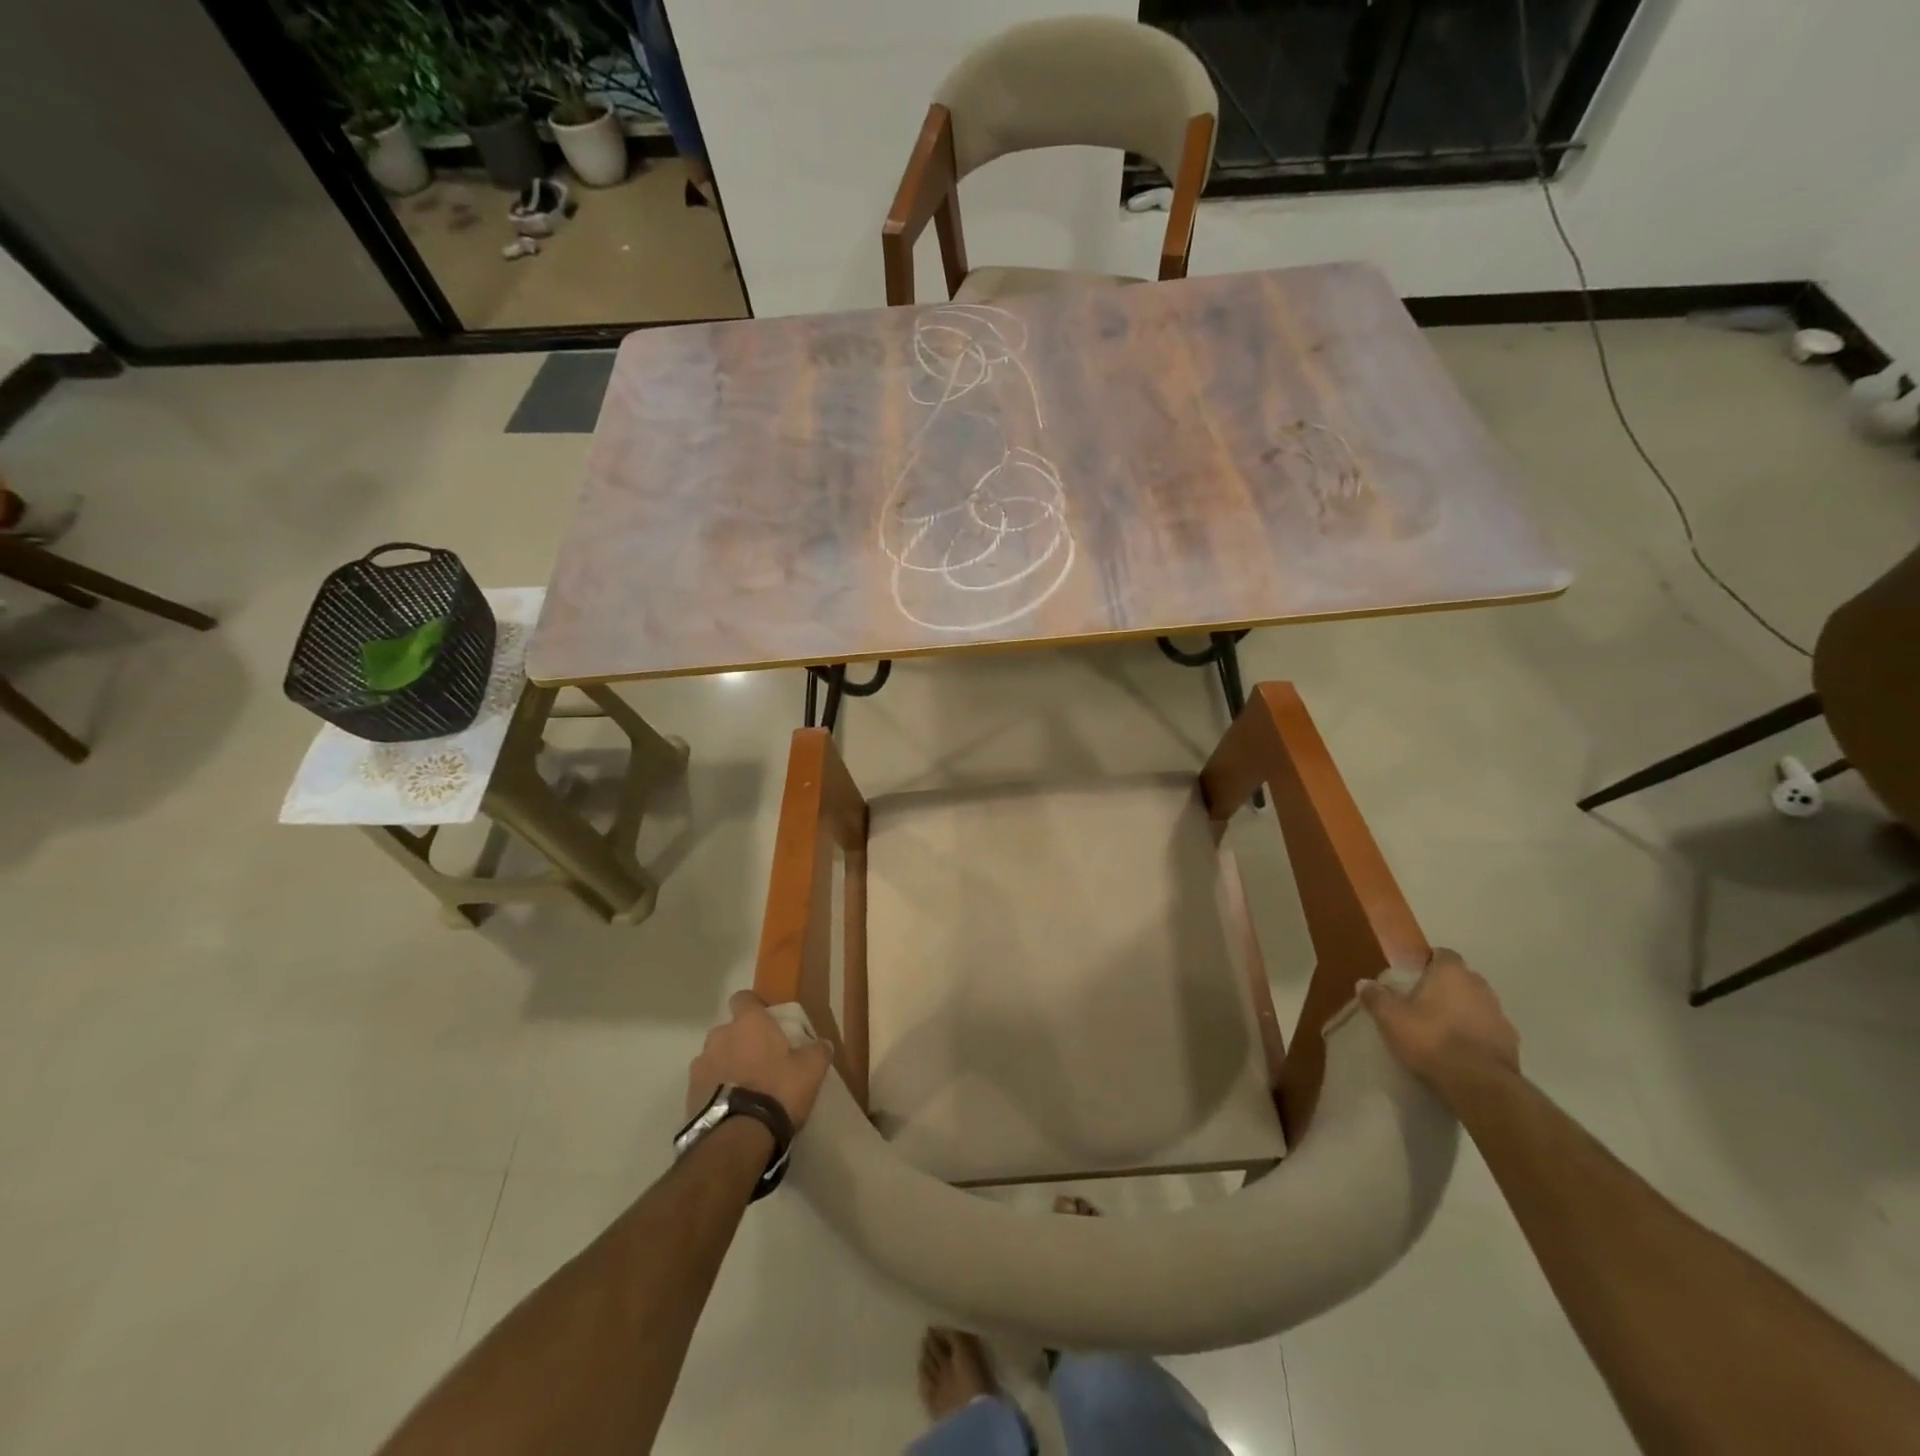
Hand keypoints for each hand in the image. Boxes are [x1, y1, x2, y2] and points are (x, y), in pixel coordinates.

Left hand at [686, 990, 836, 1128]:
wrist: (738, 1138)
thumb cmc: (778, 1090)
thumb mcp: (811, 1069)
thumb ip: (817, 1050)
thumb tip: (821, 1043)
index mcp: (748, 1023)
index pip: (744, 998)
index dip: (755, 1007)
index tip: (768, 1023)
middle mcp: (719, 1036)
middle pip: (729, 1031)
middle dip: (741, 1042)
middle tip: (760, 1061)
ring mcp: (700, 1065)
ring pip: (715, 1057)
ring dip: (726, 1066)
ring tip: (744, 1090)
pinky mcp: (688, 1094)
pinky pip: (706, 1084)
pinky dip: (716, 1091)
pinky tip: (731, 1108)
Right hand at [1357, 949, 1518, 1086]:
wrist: (1479, 1085)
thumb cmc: (1431, 1039)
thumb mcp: (1390, 1018)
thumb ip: (1376, 997)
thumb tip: (1363, 983)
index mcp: (1452, 973)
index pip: (1442, 954)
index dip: (1427, 962)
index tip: (1412, 975)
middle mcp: (1480, 986)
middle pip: (1461, 978)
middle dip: (1444, 987)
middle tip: (1421, 1002)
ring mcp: (1500, 1015)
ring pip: (1476, 1004)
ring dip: (1462, 1011)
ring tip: (1440, 1028)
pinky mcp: (1511, 1043)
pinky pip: (1487, 1029)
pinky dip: (1475, 1034)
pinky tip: (1459, 1050)